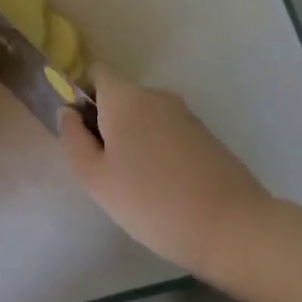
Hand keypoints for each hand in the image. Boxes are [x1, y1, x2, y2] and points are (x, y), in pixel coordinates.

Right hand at [58, 64, 274, 279]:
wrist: (233, 228)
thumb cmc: (152, 201)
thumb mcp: (95, 179)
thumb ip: (73, 139)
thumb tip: (68, 113)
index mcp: (125, 97)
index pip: (95, 73)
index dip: (82, 96)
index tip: (81, 133)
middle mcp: (156, 95)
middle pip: (120, 97)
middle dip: (107, 123)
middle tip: (105, 169)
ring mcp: (186, 114)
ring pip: (145, 117)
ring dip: (134, 139)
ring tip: (136, 185)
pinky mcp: (207, 136)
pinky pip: (168, 133)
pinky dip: (159, 151)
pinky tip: (164, 189)